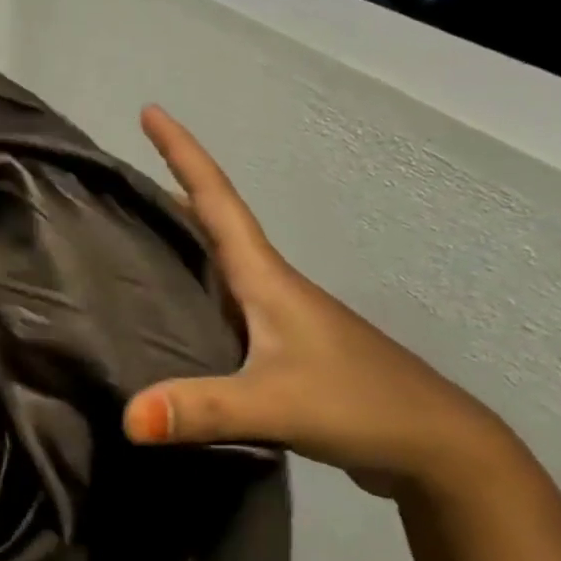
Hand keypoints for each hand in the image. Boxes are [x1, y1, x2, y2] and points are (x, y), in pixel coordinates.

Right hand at [122, 106, 518, 494]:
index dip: (183, 152)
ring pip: (220, 261)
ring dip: (183, 235)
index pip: (216, 200)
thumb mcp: (277, 404)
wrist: (438, 449)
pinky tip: (174, 308)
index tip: (150, 111)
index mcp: (267, 278)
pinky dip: (194, 286)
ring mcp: (280, 317)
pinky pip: (224, 300)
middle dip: (173, 187)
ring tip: (134, 230)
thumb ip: (203, 409)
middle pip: (214, 221)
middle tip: (123, 173)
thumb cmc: (361, 404)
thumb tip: (125, 417)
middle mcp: (270, 285)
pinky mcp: (282, 348)